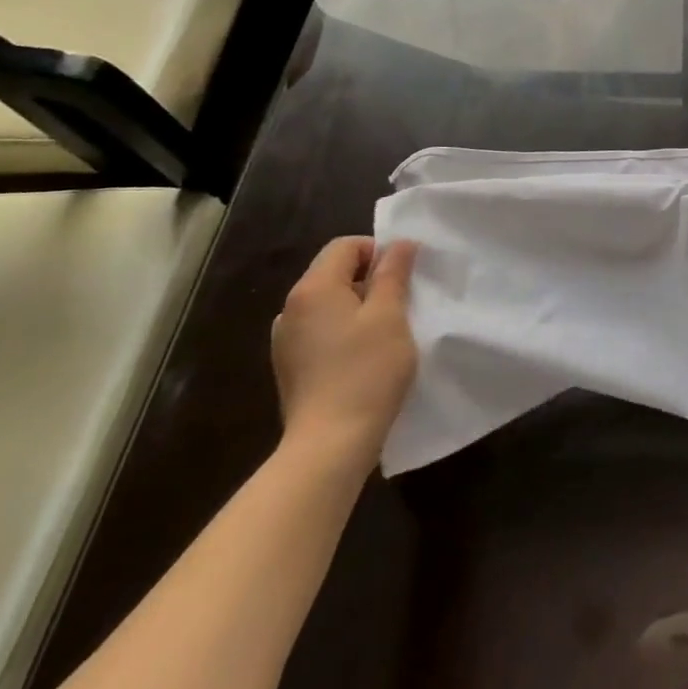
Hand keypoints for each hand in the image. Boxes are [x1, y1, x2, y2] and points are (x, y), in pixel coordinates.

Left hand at [271, 237, 418, 469]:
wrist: (329, 444)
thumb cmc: (366, 371)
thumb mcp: (390, 315)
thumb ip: (393, 273)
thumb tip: (399, 244)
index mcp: (313, 288)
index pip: (345, 246)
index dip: (378, 252)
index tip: (402, 279)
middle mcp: (290, 308)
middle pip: (334, 272)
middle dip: (369, 280)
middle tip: (399, 305)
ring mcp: (285, 340)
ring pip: (328, 303)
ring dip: (357, 307)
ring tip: (383, 333)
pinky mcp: (289, 367)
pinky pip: (319, 330)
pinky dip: (342, 331)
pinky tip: (361, 358)